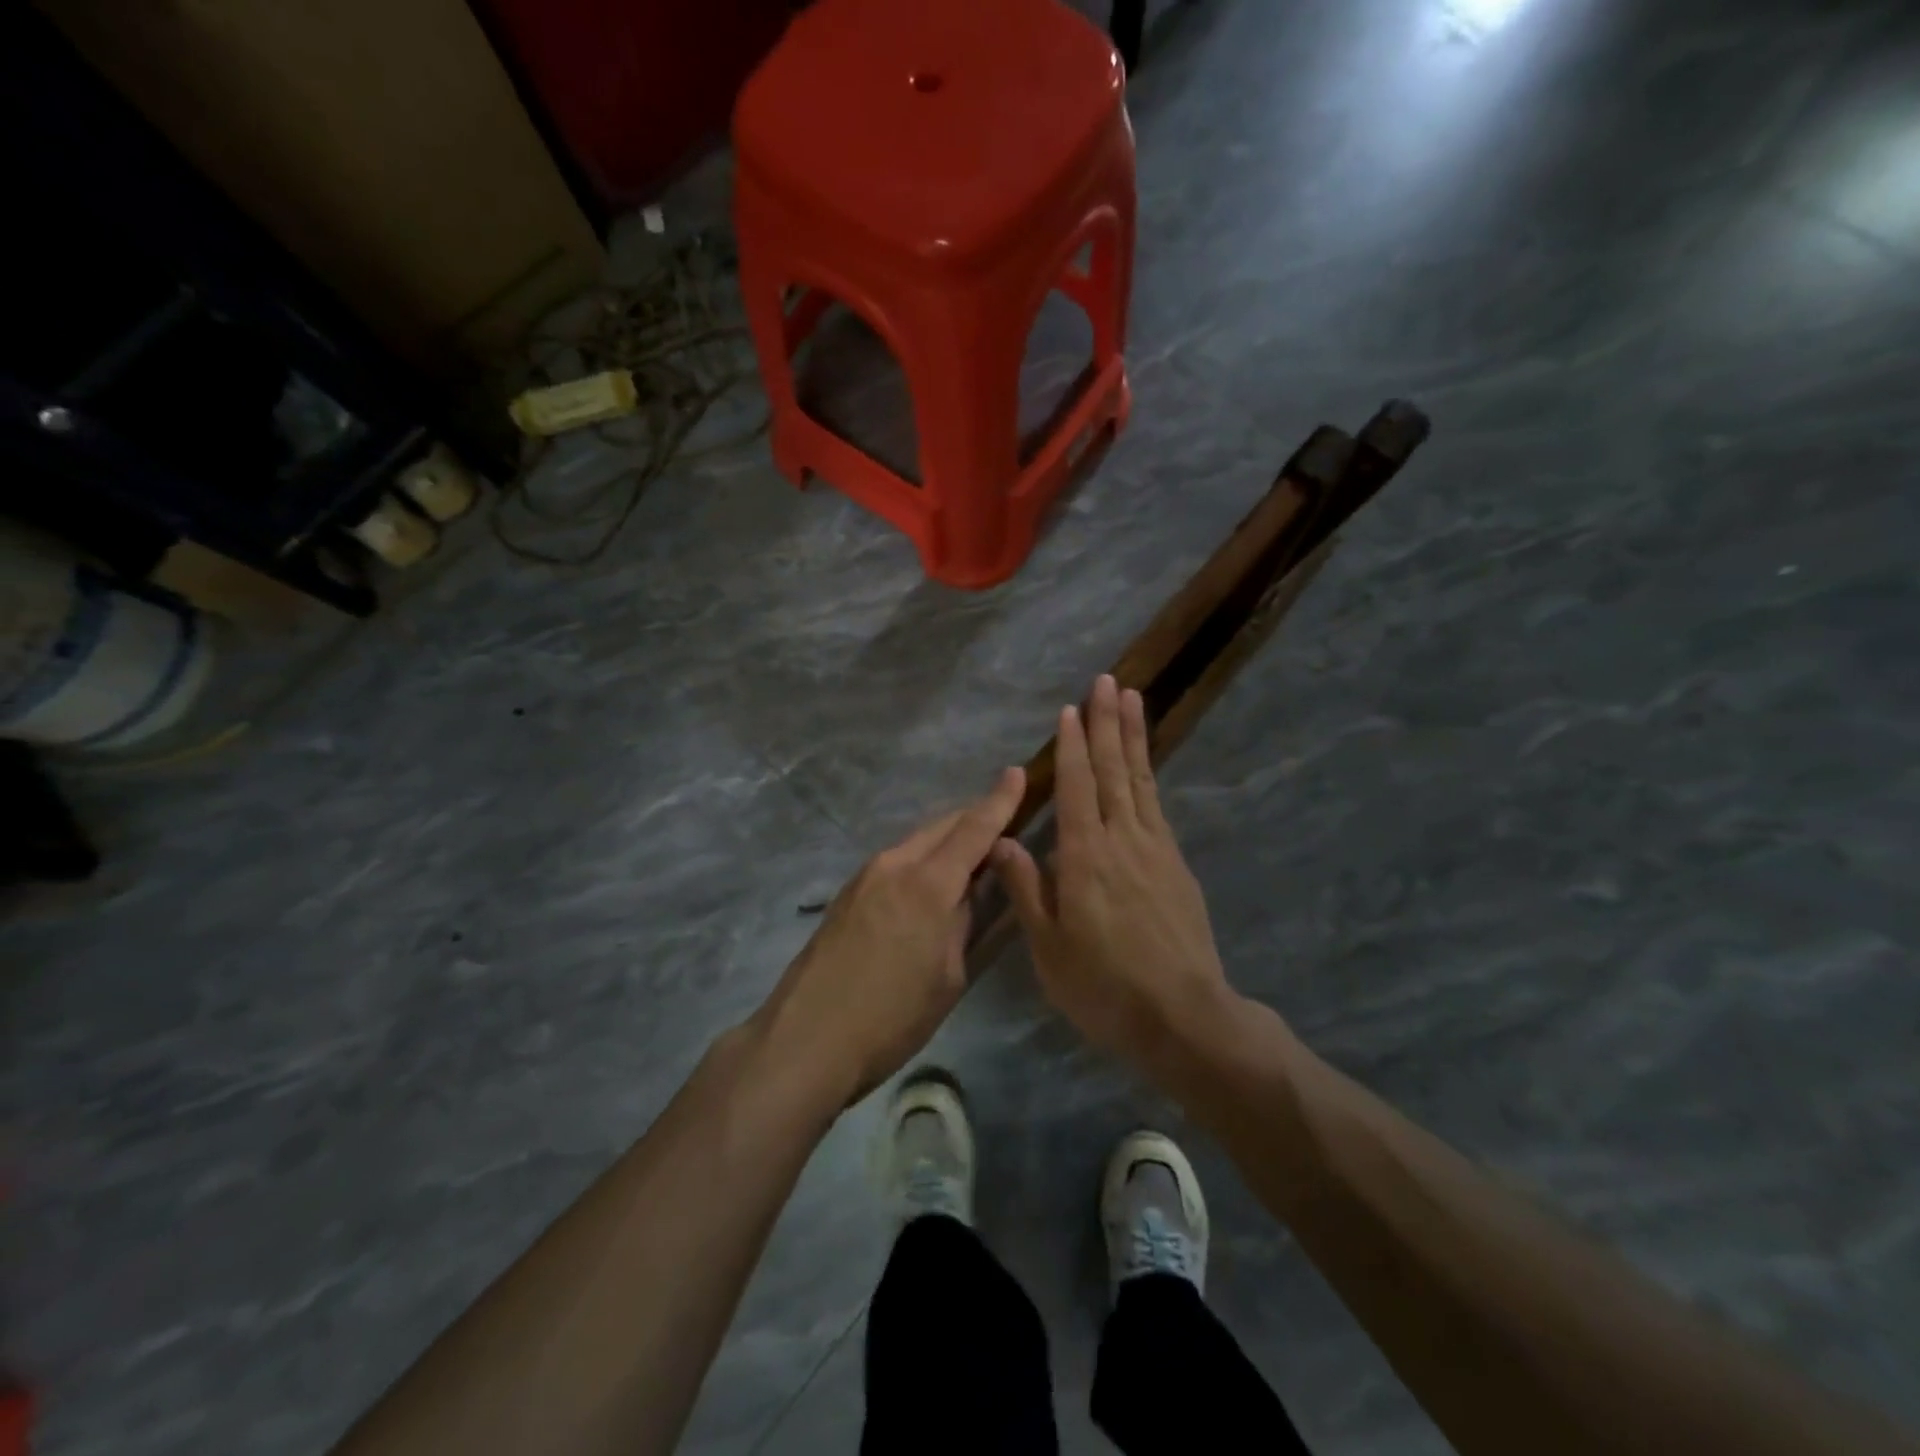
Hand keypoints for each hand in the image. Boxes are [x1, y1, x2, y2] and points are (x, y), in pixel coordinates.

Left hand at [752, 767, 1025, 1104]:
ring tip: (973, 852)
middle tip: (1004, 820)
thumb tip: (970, 895)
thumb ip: (964, 925)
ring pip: (917, 840)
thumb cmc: (890, 1019)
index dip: (999, 801)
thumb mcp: (947, 978)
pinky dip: (922, 857)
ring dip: (947, 838)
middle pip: (942, 825)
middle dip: (974, 816)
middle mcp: (895, 865)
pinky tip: (931, 880)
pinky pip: (896, 860)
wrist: (804, 1040)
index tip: (1016, 773)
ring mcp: (865, 876)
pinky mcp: (847, 893)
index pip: (973, 829)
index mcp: (928, 884)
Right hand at [993, 676, 1235, 1071]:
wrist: (1184, 1017)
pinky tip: (1144, 767)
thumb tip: (1004, 842)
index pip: (1078, 788)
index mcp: (1085, 858)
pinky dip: (1149, 777)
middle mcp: (1123, 841)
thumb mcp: (1049, 949)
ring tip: (1134, 700)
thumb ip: (1027, 889)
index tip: (1071, 709)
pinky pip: (1158, 807)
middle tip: (1109, 681)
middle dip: (1108, 723)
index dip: (1074, 746)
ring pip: (1141, 781)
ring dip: (1134, 738)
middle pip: (1114, 771)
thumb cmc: (1104, 987)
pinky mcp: (1177, 866)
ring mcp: (1156, 850)